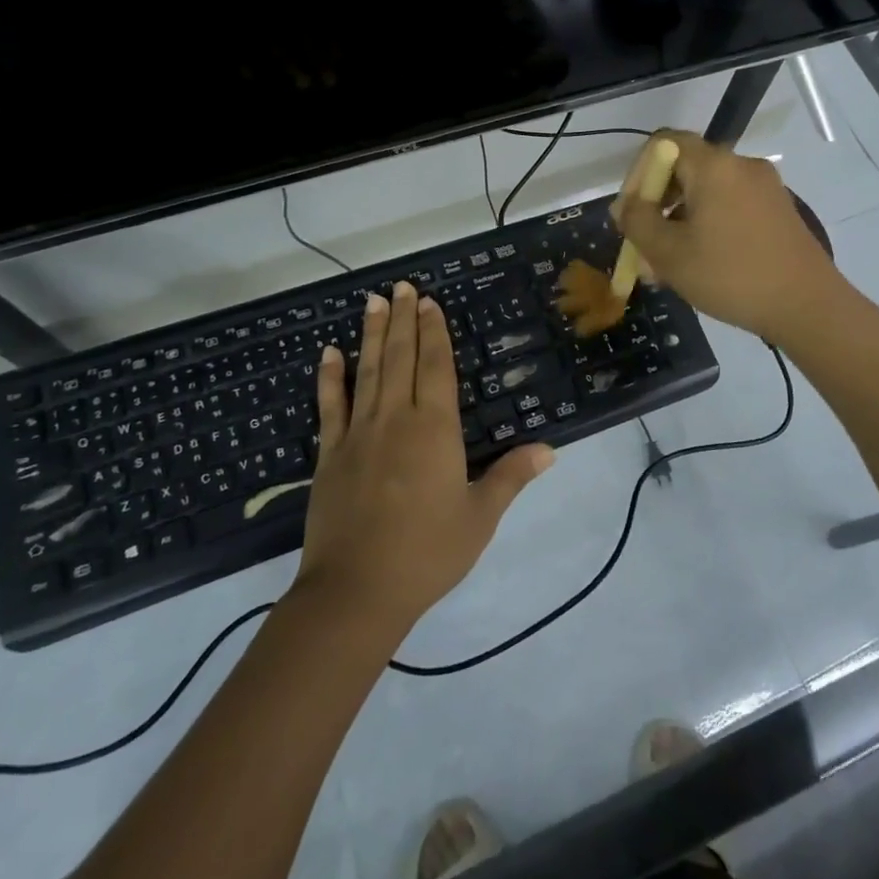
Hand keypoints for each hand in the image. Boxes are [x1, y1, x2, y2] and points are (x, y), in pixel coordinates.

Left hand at [294, 279, 553, 638]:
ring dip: (371, 334)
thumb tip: (549, 449)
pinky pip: (330, 406)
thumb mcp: (480, 517)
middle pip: (400, 358)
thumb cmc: (427, 553)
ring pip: (367, 372)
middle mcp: (396, 419)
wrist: (357, 592)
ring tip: (374, 301)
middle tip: (402, 287)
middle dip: (403, 320)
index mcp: (435, 429)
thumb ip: (511, 477)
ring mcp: (358, 434)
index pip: (436, 367)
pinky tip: (329, 352)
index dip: (434, 332)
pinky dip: (330, 377)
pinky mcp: (330, 454)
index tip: (429, 302)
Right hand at [611, 130, 843, 343]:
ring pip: (707, 192)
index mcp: (714, 165)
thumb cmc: (731, 275)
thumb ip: (638, 222)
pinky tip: (701, 263)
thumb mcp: (669, 253)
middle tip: (644, 243)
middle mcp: (741, 165)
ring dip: (679, 219)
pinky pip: (730, 206)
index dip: (637, 174)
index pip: (662, 143)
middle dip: (657, 203)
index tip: (630, 214)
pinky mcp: (779, 210)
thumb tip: (625, 206)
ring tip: (667, 263)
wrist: (808, 306)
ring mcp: (765, 187)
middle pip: (685, 168)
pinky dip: (707, 224)